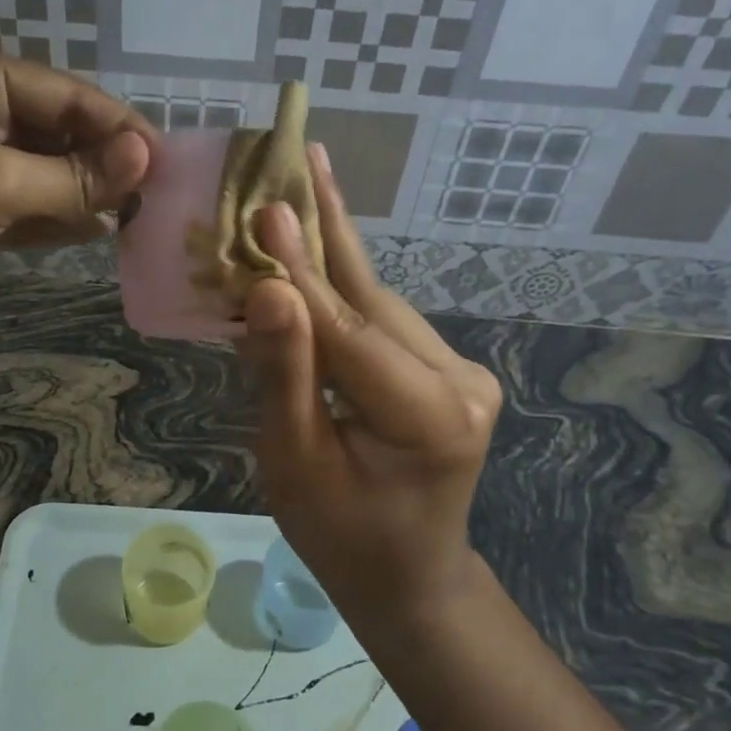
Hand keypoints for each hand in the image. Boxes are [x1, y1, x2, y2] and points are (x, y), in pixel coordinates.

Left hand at [0, 44, 150, 322]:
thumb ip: (75, 176)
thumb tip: (147, 161)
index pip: (71, 95)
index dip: (121, 129)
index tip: (166, 164)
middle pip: (62, 133)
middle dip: (106, 164)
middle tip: (156, 197)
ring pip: (48, 172)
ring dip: (86, 194)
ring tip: (136, 217)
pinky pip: (28, 205)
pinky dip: (59, 218)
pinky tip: (98, 231)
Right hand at [236, 145, 502, 628]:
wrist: (406, 575)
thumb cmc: (340, 535)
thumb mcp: (295, 464)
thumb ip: (285, 374)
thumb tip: (269, 291)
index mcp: (427, 417)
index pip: (349, 330)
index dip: (300, 269)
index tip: (266, 206)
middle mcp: (460, 382)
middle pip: (372, 299)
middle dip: (326, 230)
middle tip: (299, 154)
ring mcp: (464, 373)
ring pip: (379, 303)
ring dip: (330, 254)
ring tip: (299, 185)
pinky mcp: (452, 371)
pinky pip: (384, 322)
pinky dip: (342, 290)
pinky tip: (315, 248)